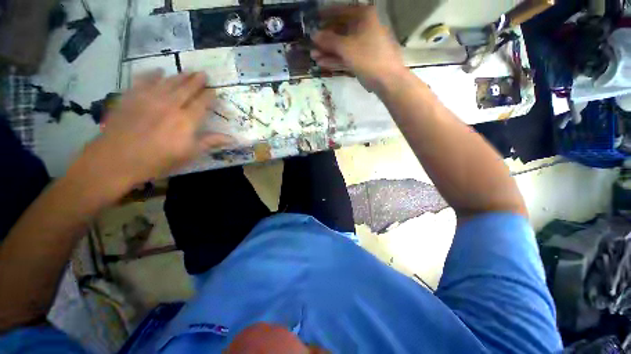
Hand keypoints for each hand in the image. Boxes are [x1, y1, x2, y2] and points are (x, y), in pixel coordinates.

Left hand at [78, 71, 231, 192]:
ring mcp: (149, 98)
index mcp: (186, 120)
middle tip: (203, 73)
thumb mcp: (189, 154)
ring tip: (187, 71)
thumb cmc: (158, 160)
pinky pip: (143, 80)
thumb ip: (210, 142)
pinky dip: (151, 74)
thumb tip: (232, 138)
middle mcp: (170, 104)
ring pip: (168, 82)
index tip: (214, 90)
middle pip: (186, 88)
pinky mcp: (131, 97)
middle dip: (196, 80)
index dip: (209, 96)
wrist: (116, 159)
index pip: (202, 103)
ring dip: (180, 76)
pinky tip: (158, 71)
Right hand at [310, 5, 406, 92]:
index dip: (327, 15)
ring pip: (343, 46)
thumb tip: (314, 34)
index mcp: (364, 17)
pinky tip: (323, 63)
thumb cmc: (368, 57)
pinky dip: (336, 60)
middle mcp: (364, 28)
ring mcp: (363, 45)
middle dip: (325, 39)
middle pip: (341, 31)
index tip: (314, 18)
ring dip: (328, 52)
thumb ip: (329, 40)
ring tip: (313, 57)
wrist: (386, 79)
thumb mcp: (346, 47)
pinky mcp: (362, 60)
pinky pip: (347, 56)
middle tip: (311, 44)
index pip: (341, 11)